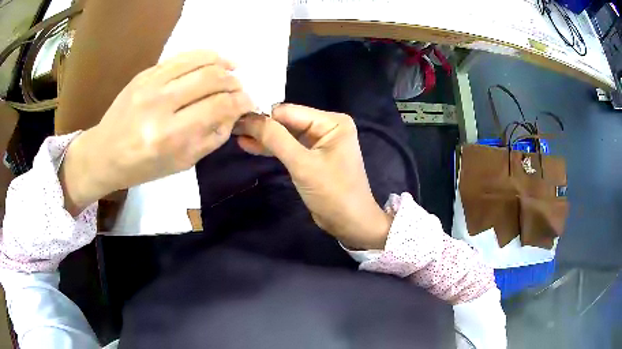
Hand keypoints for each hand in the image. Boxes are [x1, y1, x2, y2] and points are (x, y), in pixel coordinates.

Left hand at [60, 51, 253, 213]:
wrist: (105, 152)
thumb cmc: (142, 166)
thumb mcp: (181, 163)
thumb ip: (212, 137)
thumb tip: (235, 112)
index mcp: (168, 136)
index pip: (218, 106)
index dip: (242, 101)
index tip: (249, 103)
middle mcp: (159, 104)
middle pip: (212, 78)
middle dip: (234, 82)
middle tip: (240, 89)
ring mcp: (150, 84)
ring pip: (199, 60)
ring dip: (223, 63)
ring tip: (234, 68)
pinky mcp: (145, 73)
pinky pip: (181, 56)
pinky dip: (204, 55)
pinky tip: (214, 60)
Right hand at [237, 104, 391, 249]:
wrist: (350, 223)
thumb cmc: (332, 193)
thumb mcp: (303, 165)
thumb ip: (276, 139)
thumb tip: (249, 117)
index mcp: (332, 122)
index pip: (289, 112)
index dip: (262, 116)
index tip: (235, 119)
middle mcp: (327, 126)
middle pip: (287, 122)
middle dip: (261, 126)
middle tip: (231, 126)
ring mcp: (320, 142)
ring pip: (286, 135)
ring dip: (263, 137)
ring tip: (236, 135)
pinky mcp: (313, 156)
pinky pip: (289, 148)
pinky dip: (272, 148)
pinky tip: (250, 145)